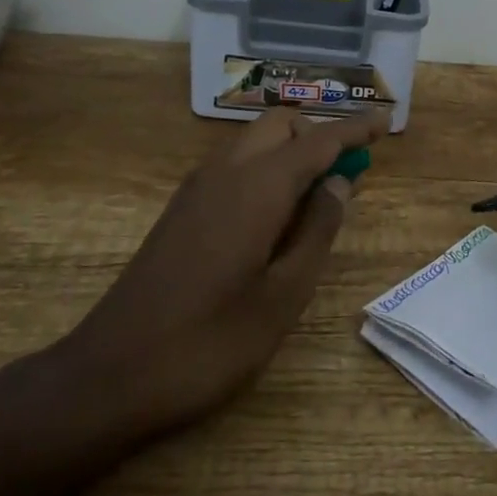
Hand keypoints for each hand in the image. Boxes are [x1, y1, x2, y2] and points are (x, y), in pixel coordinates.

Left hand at [57, 107, 389, 447]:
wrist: (110, 375)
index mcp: (257, 188)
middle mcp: (226, 172)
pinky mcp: (181, 209)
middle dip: (318, 136)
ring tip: (315, 197)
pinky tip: (274, 216)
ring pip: (254, 141)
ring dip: (290, 151)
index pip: (319, 141)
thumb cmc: (208, 343)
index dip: (356, 129)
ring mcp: (197, 188)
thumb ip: (316, 232)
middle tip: (346, 176)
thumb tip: (337, 185)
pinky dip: (265, 168)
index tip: (386, 120)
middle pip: (281, 125)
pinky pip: (234, 164)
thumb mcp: (282, 297)